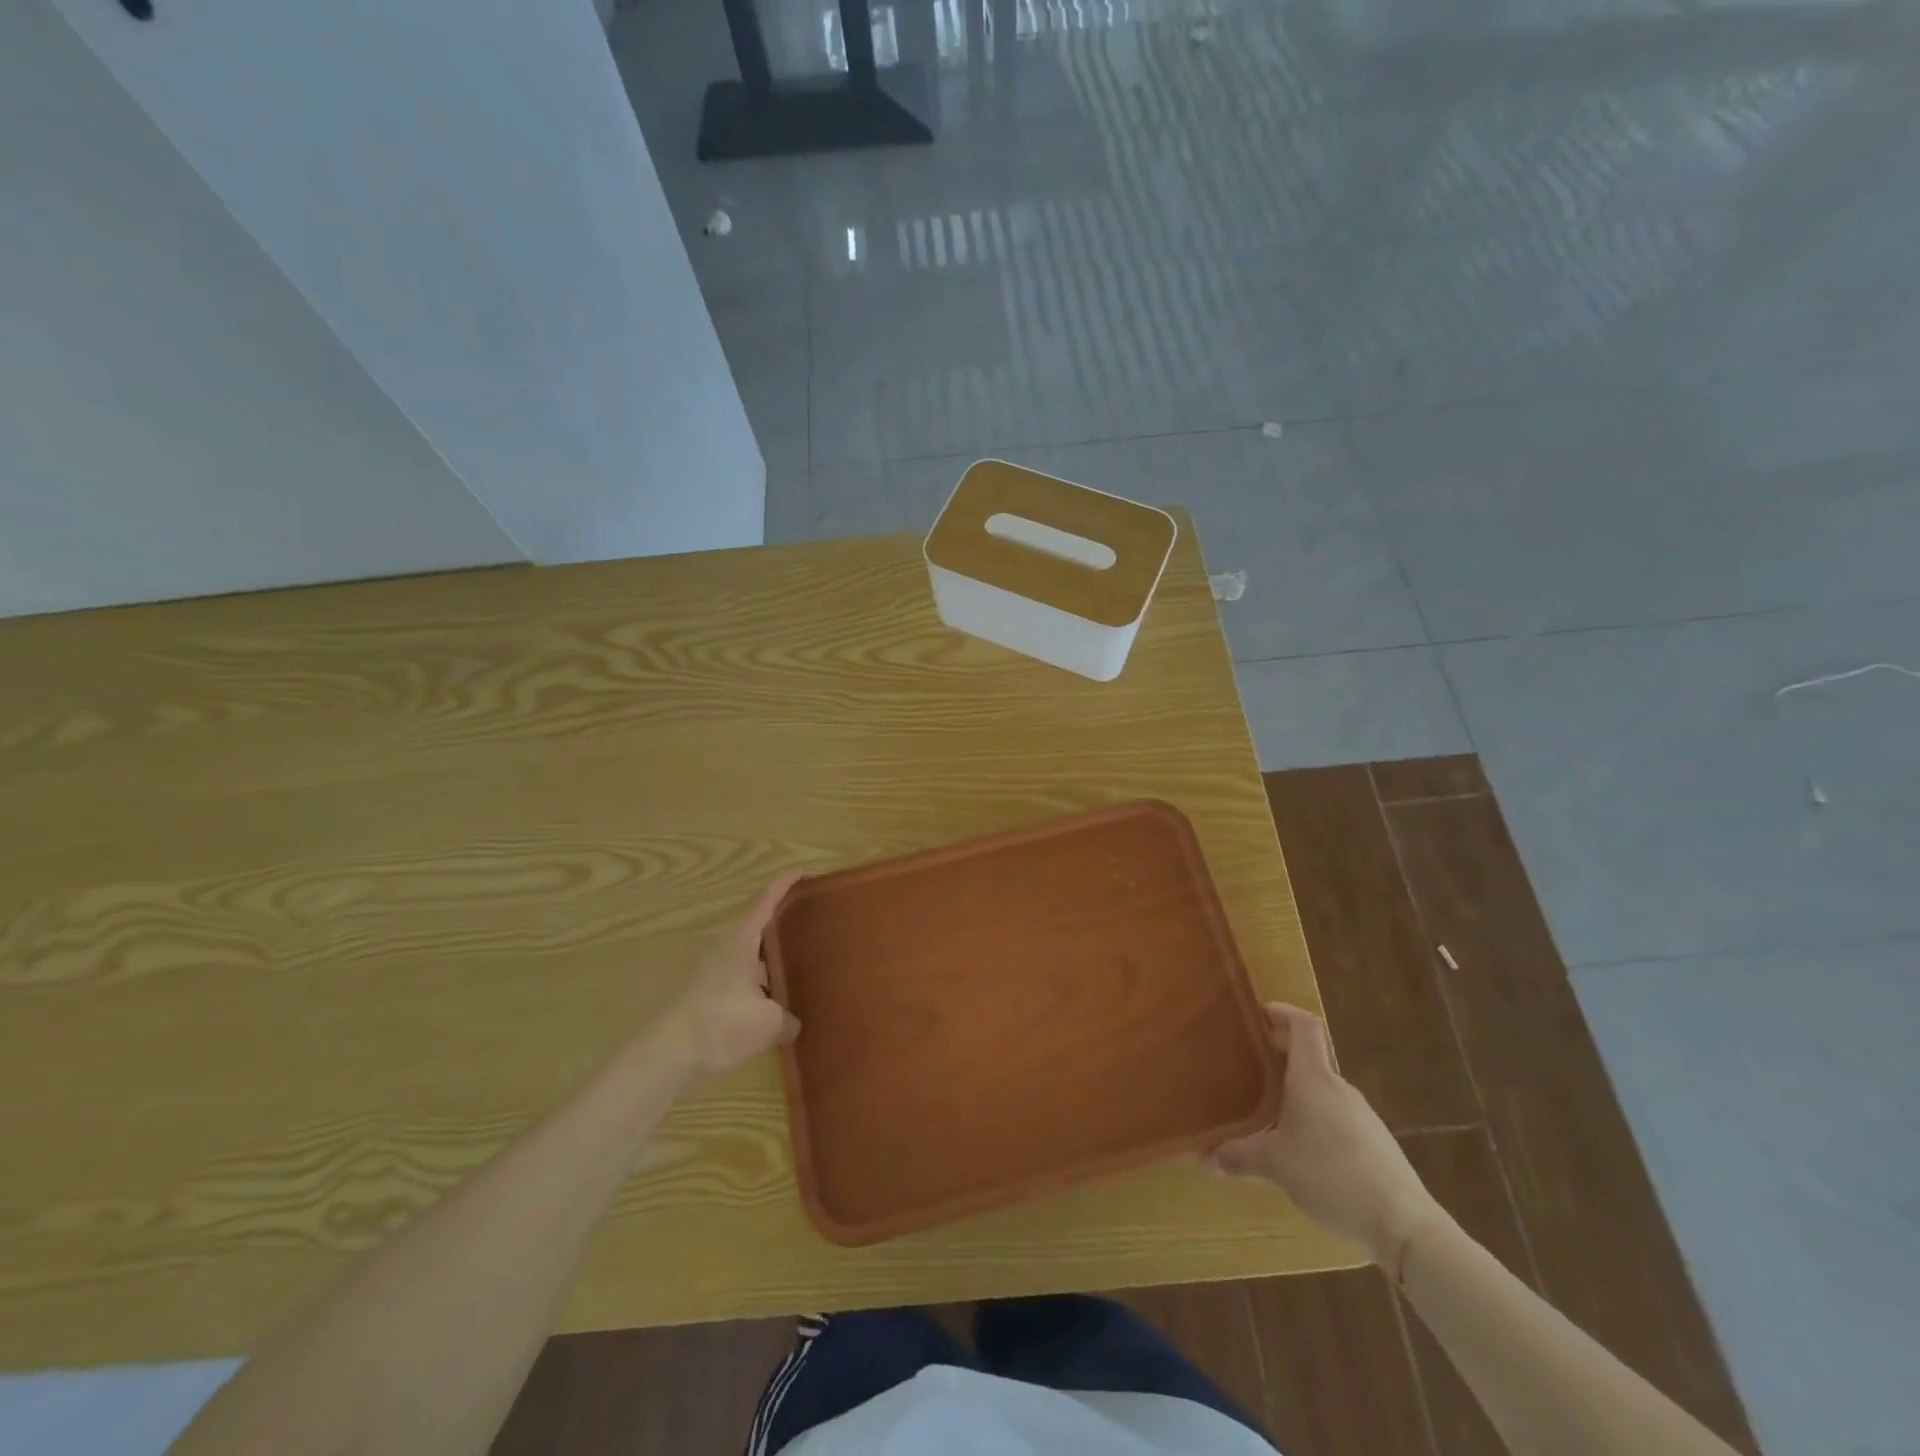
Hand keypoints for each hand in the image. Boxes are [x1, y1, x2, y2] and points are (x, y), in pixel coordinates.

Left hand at [658, 873, 802, 1076]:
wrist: (668, 1054)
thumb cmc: (722, 1023)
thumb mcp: (768, 1023)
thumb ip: (787, 1019)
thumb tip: (792, 1023)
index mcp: (740, 939)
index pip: (766, 899)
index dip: (785, 883)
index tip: (805, 872)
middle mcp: (724, 946)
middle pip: (756, 923)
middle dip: (781, 921)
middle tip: (809, 922)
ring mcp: (711, 970)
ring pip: (747, 953)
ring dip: (768, 956)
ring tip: (796, 965)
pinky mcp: (704, 993)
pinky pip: (739, 977)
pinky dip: (757, 981)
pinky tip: (771, 1001)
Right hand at [1210, 1003, 1446, 1269]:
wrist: (1404, 1225)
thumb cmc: (1331, 1175)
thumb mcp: (1274, 1165)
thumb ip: (1238, 1155)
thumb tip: (1206, 1155)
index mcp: (1313, 1078)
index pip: (1303, 1025)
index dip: (1282, 1012)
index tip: (1257, 1014)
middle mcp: (1338, 1088)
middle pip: (1308, 1057)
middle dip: (1277, 1057)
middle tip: (1245, 1068)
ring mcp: (1361, 1115)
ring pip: (1321, 1090)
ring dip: (1295, 1092)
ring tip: (1266, 1113)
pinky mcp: (1375, 1143)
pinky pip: (1336, 1117)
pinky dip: (1314, 1120)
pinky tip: (1300, 1151)